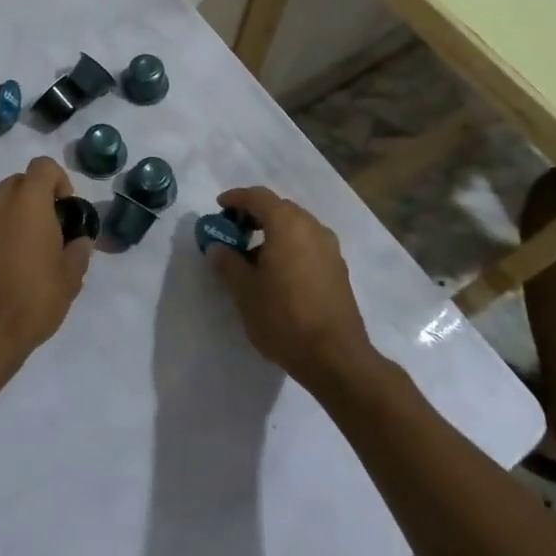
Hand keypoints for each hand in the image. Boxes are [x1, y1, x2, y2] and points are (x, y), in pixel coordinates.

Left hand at [0, 156, 90, 373]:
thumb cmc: (31, 300)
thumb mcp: (69, 278)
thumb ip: (78, 251)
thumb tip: (79, 241)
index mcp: (27, 201)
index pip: (43, 166)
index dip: (59, 180)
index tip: (66, 209)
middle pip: (20, 181)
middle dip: (37, 197)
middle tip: (50, 229)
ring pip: (0, 201)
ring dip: (16, 213)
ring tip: (29, 248)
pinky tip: (7, 264)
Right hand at [207, 186, 373, 386]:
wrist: (335, 358)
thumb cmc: (283, 317)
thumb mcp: (244, 291)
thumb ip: (227, 262)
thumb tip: (217, 247)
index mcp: (287, 225)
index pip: (258, 197)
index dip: (236, 198)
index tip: (219, 207)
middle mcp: (312, 228)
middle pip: (279, 208)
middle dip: (254, 214)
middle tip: (233, 231)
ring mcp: (330, 248)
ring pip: (296, 227)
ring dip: (273, 232)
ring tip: (253, 256)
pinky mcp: (338, 269)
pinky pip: (308, 244)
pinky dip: (289, 246)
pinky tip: (278, 272)